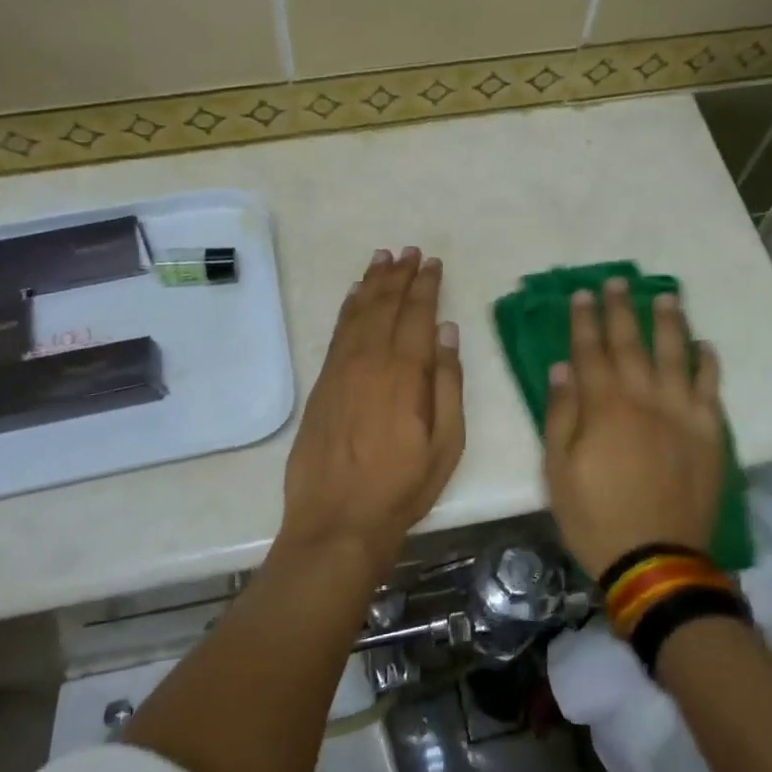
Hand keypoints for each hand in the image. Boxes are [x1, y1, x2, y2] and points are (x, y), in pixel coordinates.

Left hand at [277, 248, 464, 577]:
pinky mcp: (322, 384)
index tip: (433, 263)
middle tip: (410, 251)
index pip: (418, 316)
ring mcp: (341, 371)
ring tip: (383, 258)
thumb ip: (448, 384)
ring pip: (359, 313)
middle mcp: (370, 361)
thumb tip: (448, 332)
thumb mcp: (446, 444)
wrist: (337, 519)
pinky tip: (355, 295)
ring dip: (372, 283)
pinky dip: (348, 309)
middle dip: (399, 275)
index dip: (426, 286)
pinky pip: (337, 333)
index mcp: (406, 374)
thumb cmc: (402, 488)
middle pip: (386, 306)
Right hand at [543, 278, 724, 577]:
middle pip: (631, 344)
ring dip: (669, 322)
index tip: (581, 294)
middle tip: (616, 280)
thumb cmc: (595, 517)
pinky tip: (704, 345)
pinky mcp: (709, 435)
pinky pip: (711, 390)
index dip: (584, 321)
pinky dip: (708, 365)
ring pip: (676, 356)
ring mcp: (682, 415)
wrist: (655, 560)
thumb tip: (562, 368)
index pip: (590, 352)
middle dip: (621, 309)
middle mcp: (645, 400)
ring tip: (664, 294)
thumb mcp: (558, 471)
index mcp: (604, 408)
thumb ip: (561, 415)